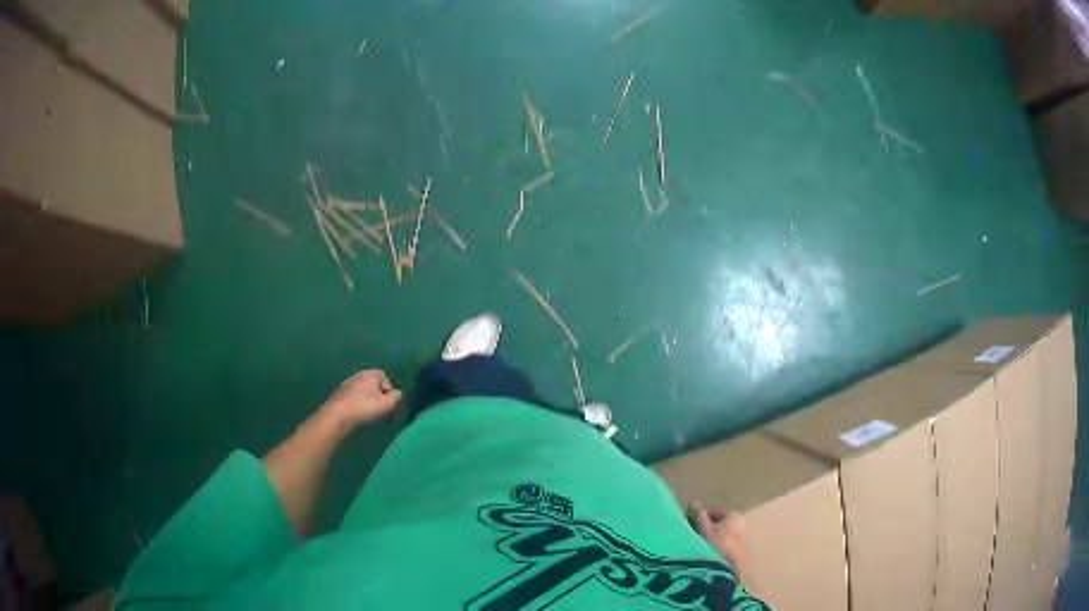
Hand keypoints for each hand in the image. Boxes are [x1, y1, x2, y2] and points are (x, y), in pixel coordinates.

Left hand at [321, 369, 402, 428]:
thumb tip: (397, 394)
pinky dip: (357, 405)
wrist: (337, 415)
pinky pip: (353, 398)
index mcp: (369, 373)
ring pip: (362, 391)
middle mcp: (357, 376)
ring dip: (366, 401)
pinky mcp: (338, 396)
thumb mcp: (387, 403)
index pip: (383, 376)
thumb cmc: (365, 407)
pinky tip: (357, 415)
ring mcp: (346, 385)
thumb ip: (396, 396)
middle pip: (372, 384)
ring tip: (368, 414)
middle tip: (379, 409)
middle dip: (377, 395)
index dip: (388, 389)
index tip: (388, 402)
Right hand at [687, 503, 747, 570]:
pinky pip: (718, 544)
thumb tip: (692, 503)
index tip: (687, 524)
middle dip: (702, 527)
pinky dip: (710, 545)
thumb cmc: (715, 544)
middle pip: (716, 523)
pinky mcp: (734, 552)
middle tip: (689, 534)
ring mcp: (737, 539)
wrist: (724, 569)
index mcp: (735, 516)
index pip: (713, 510)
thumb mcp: (703, 527)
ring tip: (694, 545)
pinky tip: (701, 552)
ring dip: (705, 537)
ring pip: (716, 534)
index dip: (699, 516)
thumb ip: (698, 514)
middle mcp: (739, 525)